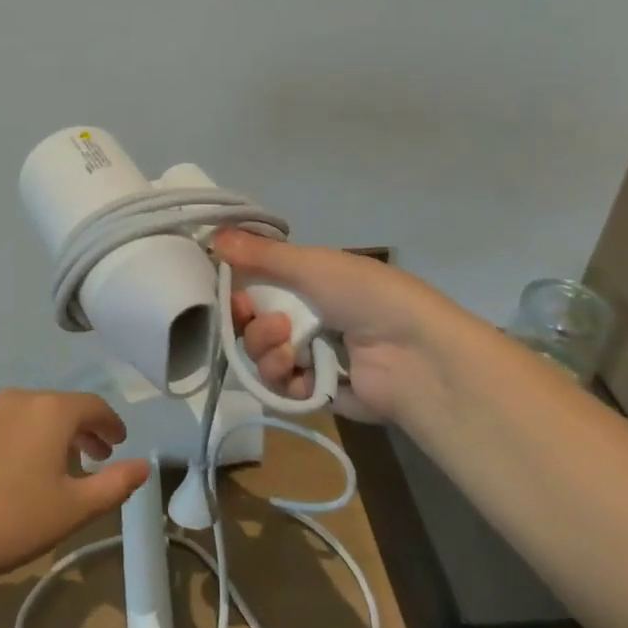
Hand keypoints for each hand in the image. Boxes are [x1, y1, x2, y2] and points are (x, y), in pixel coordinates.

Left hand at [0, 390, 150, 590]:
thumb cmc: (13, 522)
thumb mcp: (75, 509)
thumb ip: (115, 484)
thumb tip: (144, 465)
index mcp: (50, 411)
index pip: (92, 406)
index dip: (110, 424)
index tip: (118, 444)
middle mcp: (15, 398)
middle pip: (57, 407)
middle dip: (79, 430)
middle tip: (91, 458)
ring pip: (24, 414)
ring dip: (43, 434)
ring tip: (48, 466)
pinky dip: (10, 438)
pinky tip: (5, 470)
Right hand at [216, 229, 487, 426]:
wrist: (414, 355)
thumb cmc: (365, 297)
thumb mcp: (312, 266)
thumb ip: (261, 255)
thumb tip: (213, 235)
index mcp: (309, 283)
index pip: (257, 286)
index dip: (237, 291)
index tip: (229, 291)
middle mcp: (307, 318)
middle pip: (252, 324)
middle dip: (249, 324)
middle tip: (264, 322)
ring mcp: (311, 356)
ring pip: (261, 356)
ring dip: (264, 351)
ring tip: (288, 348)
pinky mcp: (316, 392)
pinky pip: (280, 388)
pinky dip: (283, 380)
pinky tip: (299, 373)